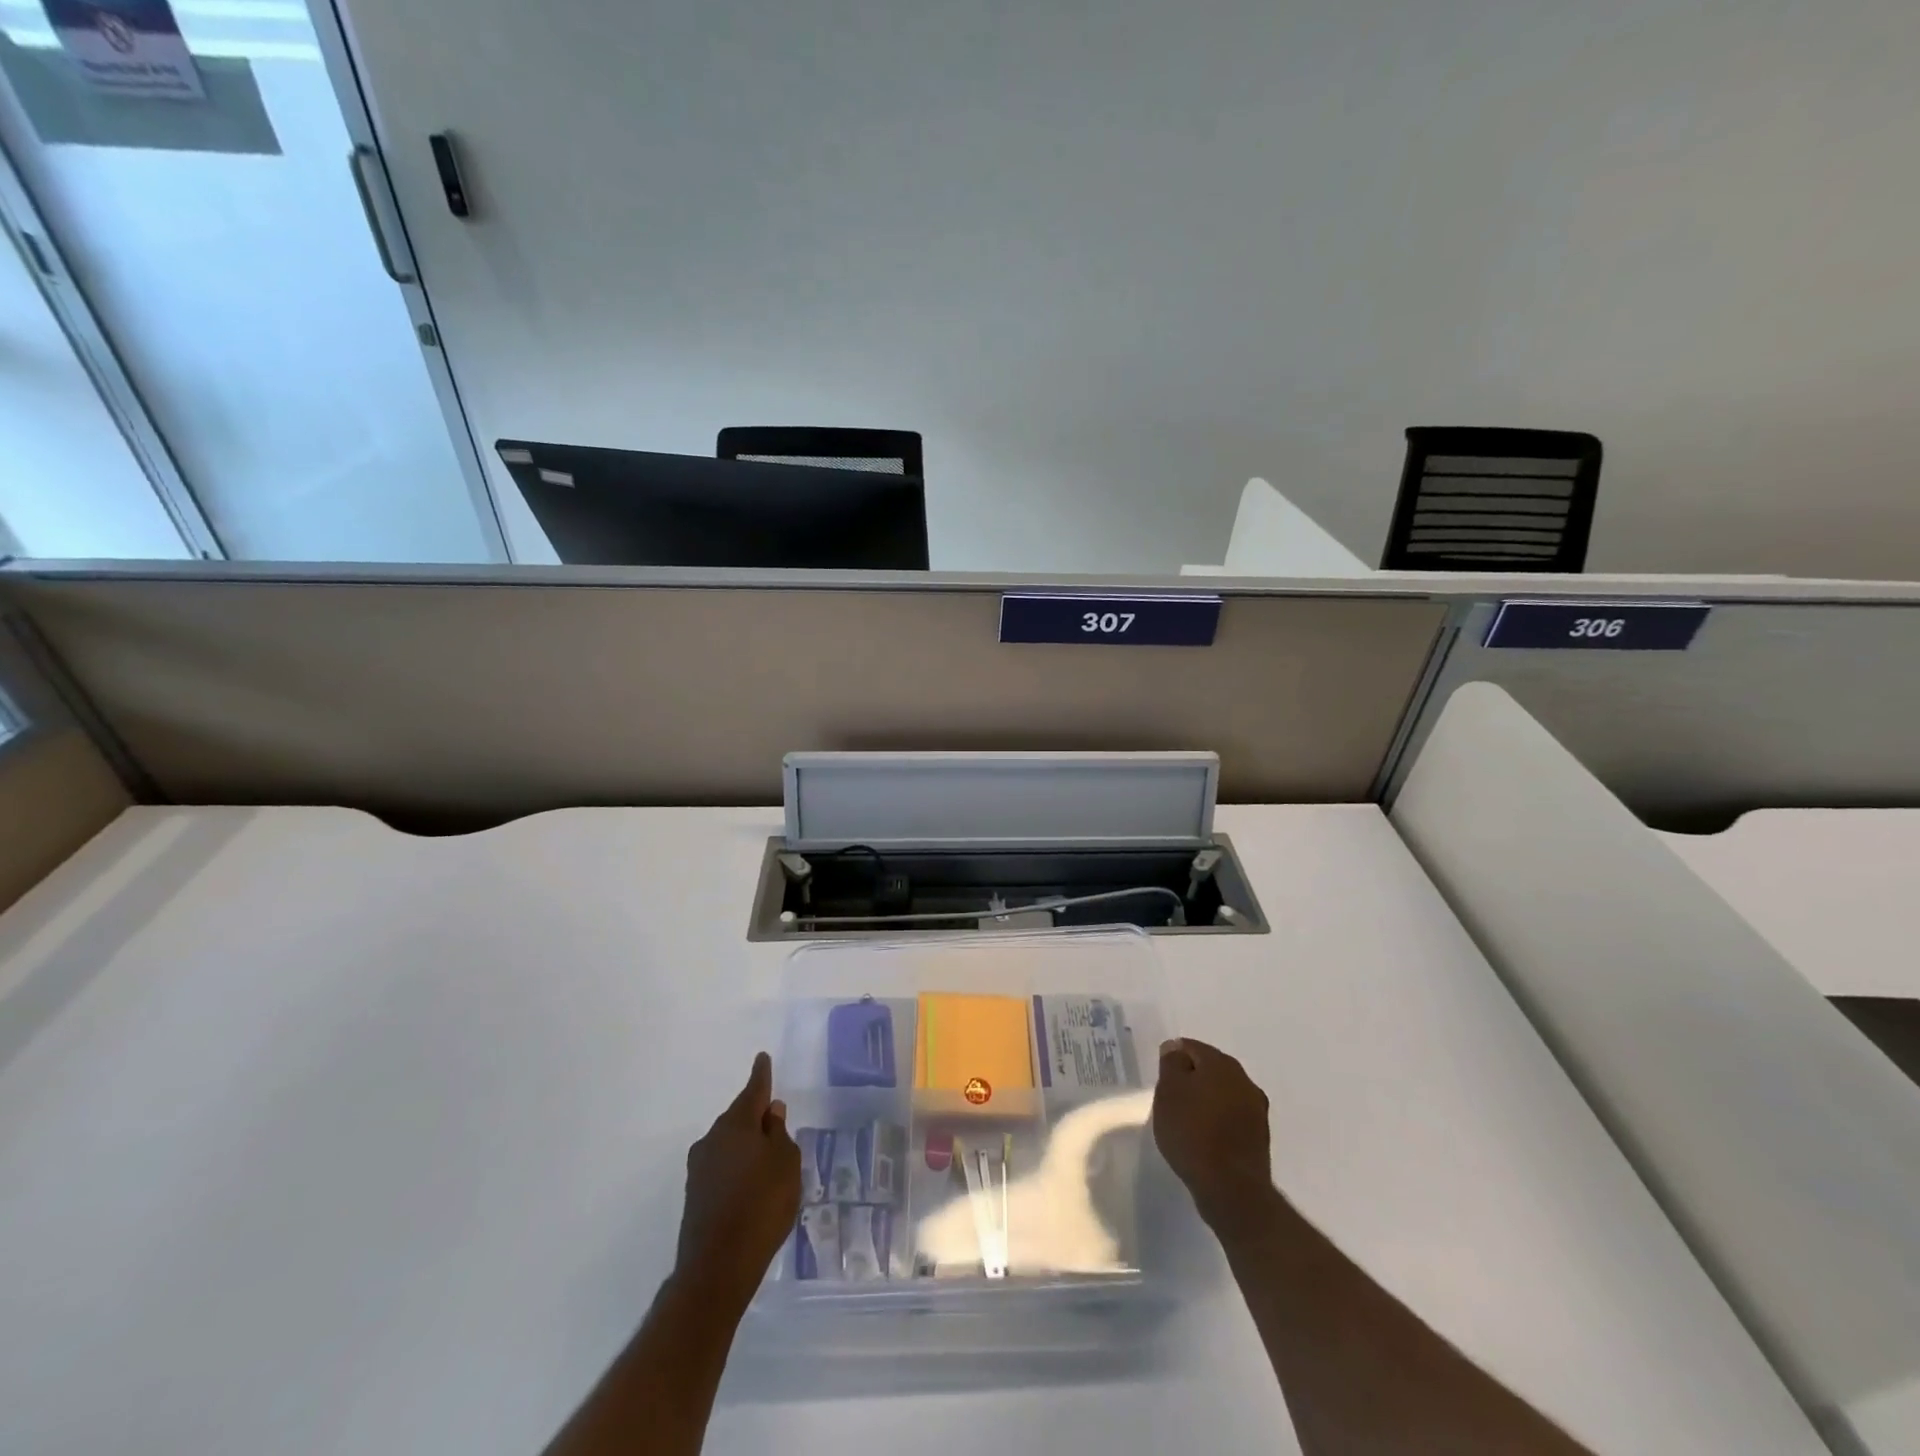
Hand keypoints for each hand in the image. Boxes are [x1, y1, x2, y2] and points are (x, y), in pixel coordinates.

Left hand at [675, 1052, 800, 1304]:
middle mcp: (713, 1138)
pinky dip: (736, 1167)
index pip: (753, 1090)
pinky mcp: (694, 1194)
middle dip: (755, 1116)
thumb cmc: (762, 1206)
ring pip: (728, 1143)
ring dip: (745, 1145)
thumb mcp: (786, 1164)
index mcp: (737, 1124)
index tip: (762, 1058)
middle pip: (739, 1117)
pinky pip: (721, 1166)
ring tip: (766, 1159)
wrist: (717, 1267)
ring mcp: (699, 1167)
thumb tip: (770, 1112)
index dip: (761, 1075)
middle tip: (775, 1121)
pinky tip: (749, 1185)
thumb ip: (780, 1134)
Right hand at [1152, 1038, 1274, 1235]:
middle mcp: (1244, 1080)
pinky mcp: (1260, 1137)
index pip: (1190, 1047)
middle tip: (1171, 1099)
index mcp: (1221, 1063)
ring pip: (1223, 1093)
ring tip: (1186, 1121)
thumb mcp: (1168, 1092)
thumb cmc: (1192, 1133)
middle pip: (1210, 1069)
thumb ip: (1171, 1064)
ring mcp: (1256, 1109)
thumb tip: (1175, 1048)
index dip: (1172, 1060)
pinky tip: (1205, 1139)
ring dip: (1206, 1101)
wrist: (1231, 1189)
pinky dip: (1218, 1122)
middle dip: (1191, 1079)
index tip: (1161, 1081)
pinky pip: (1232, 1118)